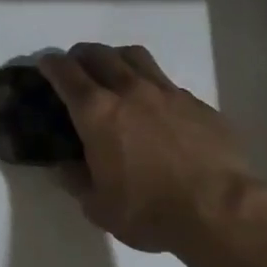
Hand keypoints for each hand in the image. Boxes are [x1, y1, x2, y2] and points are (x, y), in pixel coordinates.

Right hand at [40, 43, 266, 256]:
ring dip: (116, 58)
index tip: (45, 64)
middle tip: (76, 67)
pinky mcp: (197, 103)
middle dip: (81, 55)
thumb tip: (65, 168)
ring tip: (114, 73)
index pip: (66, 73)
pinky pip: (166, 82)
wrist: (220, 210)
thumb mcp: (99, 207)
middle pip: (99, 55)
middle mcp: (129, 91)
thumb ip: (77, 182)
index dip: (51, 65)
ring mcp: (167, 93)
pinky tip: (156, 107)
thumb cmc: (150, 211)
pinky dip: (151, 85)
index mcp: (97, 113)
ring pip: (135, 57)